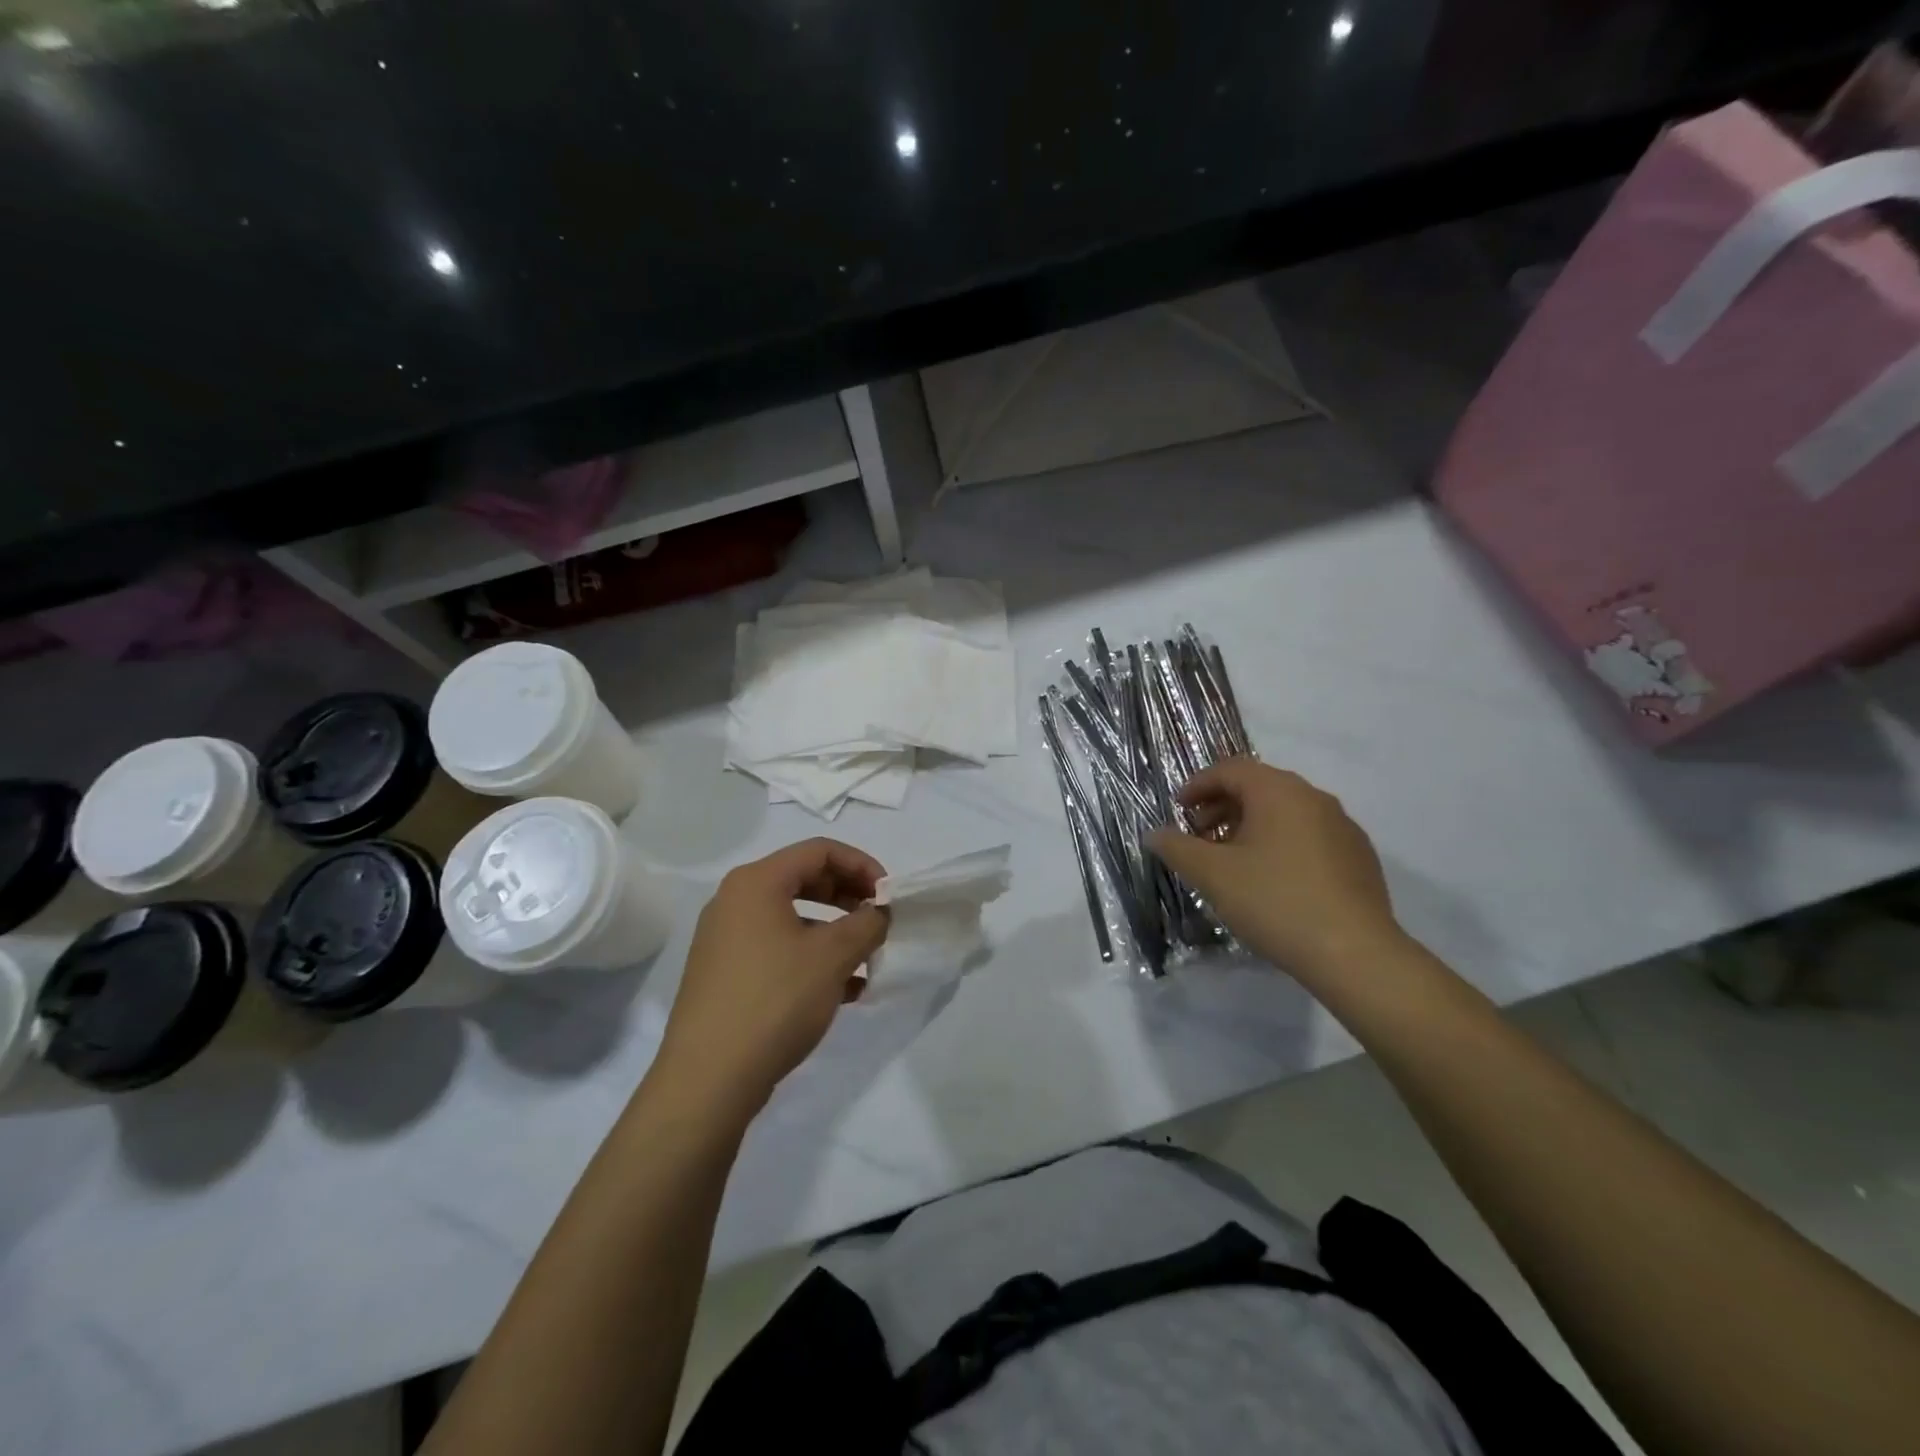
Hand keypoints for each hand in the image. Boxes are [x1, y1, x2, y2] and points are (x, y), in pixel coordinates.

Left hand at [654, 839, 889, 1115]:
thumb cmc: (775, 1000)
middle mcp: (735, 901)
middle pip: (804, 879)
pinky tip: (844, 990)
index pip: (819, 850)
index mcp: (756, 882)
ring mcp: (726, 939)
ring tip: (866, 959)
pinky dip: (812, 958)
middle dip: (848, 897)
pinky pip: (777, 949)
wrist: (709, 1079)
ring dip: (834, 932)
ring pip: (792, 918)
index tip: (888, 896)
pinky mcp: (725, 974)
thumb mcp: (833, 956)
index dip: (862, 866)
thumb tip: (880, 912)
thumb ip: (867, 923)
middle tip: (879, 921)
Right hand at [1147, 759, 1403, 979]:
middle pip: (1258, 787)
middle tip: (1199, 836)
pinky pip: (1309, 835)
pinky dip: (1280, 843)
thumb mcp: (1212, 875)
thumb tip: (1153, 833)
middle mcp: (1314, 798)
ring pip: (1285, 812)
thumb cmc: (1275, 901)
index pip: (1230, 769)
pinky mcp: (1359, 857)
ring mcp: (1342, 826)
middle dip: (1222, 806)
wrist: (1355, 954)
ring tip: (1231, 861)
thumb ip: (1177, 848)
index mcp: (1278, 791)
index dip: (1197, 785)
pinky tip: (1271, 880)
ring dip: (1250, 826)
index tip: (1178, 810)